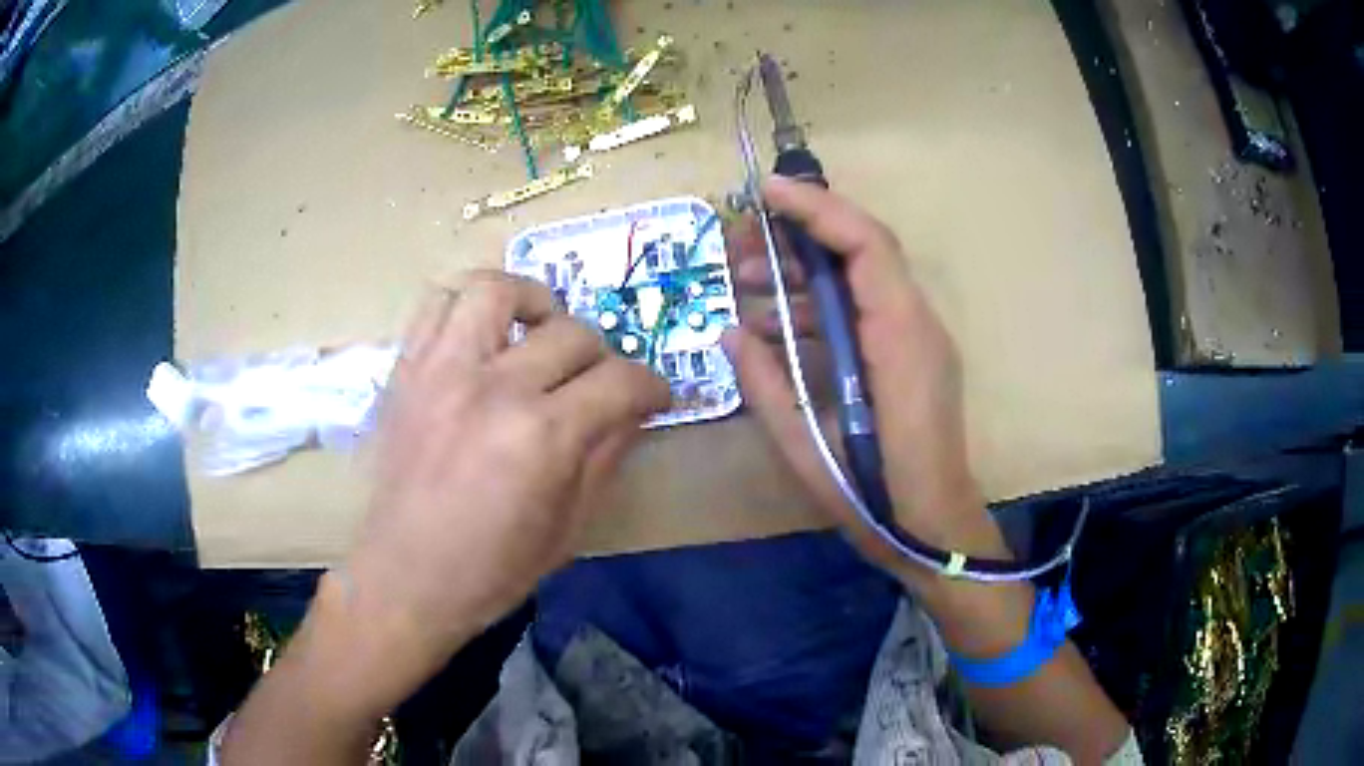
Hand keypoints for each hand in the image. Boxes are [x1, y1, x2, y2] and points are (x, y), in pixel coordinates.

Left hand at [343, 271, 670, 702]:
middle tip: (597, 382)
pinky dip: (467, 305)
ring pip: (496, 289)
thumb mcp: (570, 526)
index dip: (652, 386)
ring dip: (531, 301)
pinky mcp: (406, 370)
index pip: (621, 380)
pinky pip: (436, 303)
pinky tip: (483, 333)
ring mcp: (442, 370)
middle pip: (572, 333)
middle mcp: (495, 387)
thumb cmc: (492, 569)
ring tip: (539, 328)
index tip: (655, 396)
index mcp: (543, 437)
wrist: (406, 578)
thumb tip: (635, 409)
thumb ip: (607, 455)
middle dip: (603, 356)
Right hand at [723, 176, 1003, 583]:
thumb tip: (730, 331)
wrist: (934, 531)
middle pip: (861, 250)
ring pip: (858, 280)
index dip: (816, 208)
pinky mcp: (908, 356)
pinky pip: (861, 312)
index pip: (865, 244)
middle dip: (797, 235)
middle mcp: (915, 325)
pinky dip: (818, 309)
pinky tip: (775, 327)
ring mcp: (916, 339)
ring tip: (746, 284)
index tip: (764, 192)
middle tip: (738, 245)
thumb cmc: (876, 497)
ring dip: (803, 274)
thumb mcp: (807, 444)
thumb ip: (765, 384)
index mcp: (899, 338)